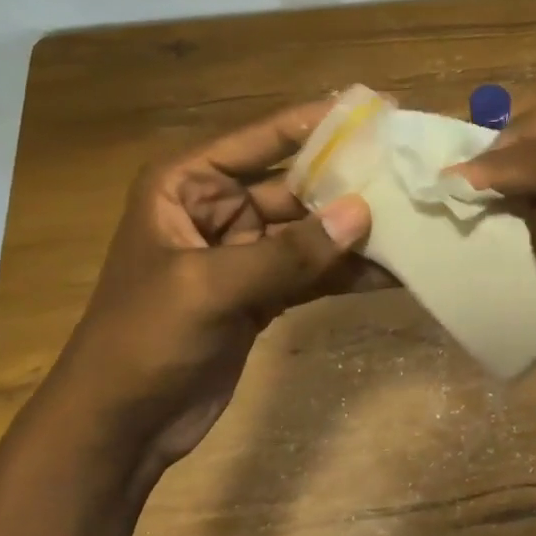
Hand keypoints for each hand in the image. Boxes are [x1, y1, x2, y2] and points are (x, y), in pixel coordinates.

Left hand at [43, 102, 384, 473]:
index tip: (380, 108)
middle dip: (350, 181)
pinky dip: (348, 272)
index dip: (320, 122)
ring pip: (311, 230)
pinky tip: (395, 271)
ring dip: (356, 231)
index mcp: (188, 184)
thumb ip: (288, 252)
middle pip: (297, 183)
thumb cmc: (143, 340)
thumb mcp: (210, 288)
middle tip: (412, 171)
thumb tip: (362, 213)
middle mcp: (218, 206)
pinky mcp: (262, 291)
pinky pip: (314, 271)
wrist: (119, 427)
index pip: (263, 138)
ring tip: (416, 221)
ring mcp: (244, 251)